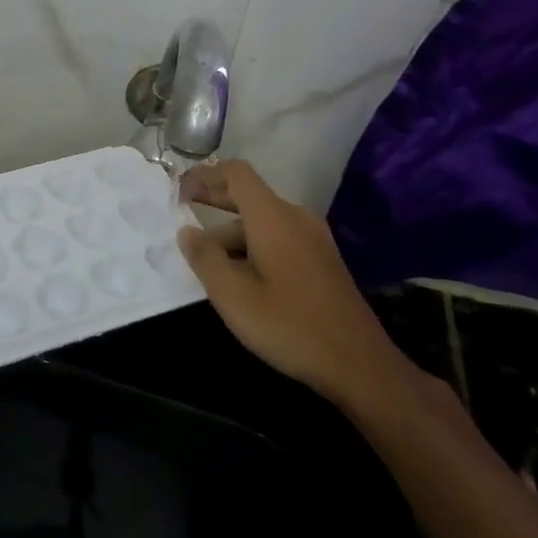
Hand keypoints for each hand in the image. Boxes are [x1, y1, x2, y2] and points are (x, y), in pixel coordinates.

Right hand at [177, 160, 411, 411]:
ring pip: (261, 222)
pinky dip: (251, 245)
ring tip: (204, 260)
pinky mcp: (321, 260)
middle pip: (248, 194)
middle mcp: (295, 218)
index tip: (177, 193)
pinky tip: (238, 275)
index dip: (203, 175)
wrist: (359, 364)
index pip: (236, 173)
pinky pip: (278, 238)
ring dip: (230, 232)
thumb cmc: (289, 325)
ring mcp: (313, 239)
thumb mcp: (233, 295)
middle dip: (212, 199)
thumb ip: (205, 257)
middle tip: (180, 212)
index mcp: (273, 218)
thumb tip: (187, 231)